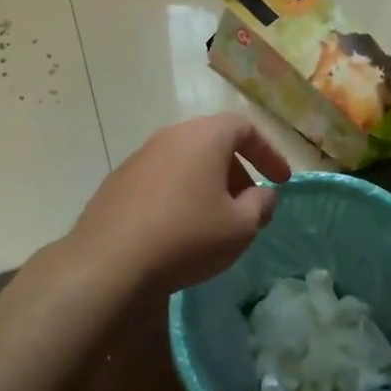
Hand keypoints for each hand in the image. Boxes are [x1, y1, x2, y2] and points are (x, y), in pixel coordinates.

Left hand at [64, 113, 290, 298]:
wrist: (110, 263)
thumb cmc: (188, 236)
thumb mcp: (241, 227)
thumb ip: (261, 205)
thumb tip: (263, 194)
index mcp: (204, 136)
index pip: (245, 127)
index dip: (268, 152)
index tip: (281, 181)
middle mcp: (170, 137)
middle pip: (213, 143)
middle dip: (237, 172)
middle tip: (249, 205)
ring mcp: (139, 158)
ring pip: (185, 162)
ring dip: (207, 185)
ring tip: (215, 221)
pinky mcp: (117, 183)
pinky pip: (160, 181)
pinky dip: (179, 196)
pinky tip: (179, 231)